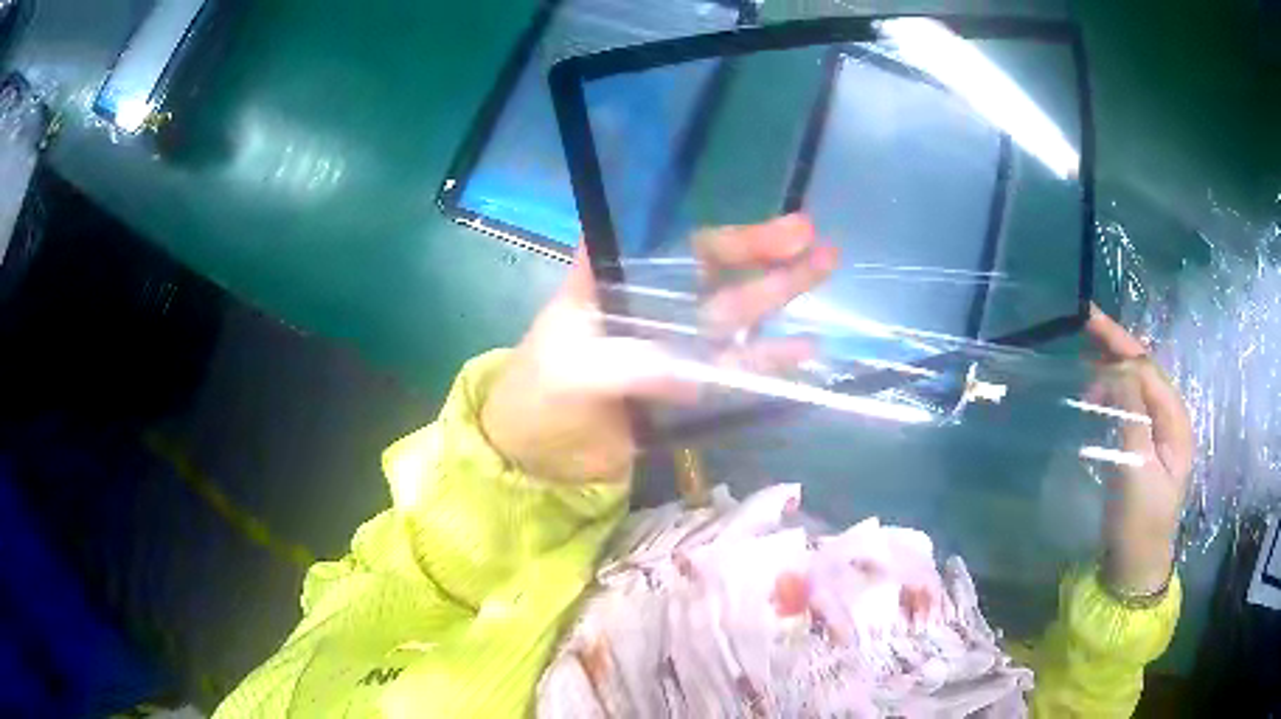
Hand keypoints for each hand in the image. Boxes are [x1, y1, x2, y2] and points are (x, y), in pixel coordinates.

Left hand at [481, 215, 838, 483]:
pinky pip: (733, 367)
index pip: (676, 246)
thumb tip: (694, 370)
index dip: (726, 235)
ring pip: (733, 315)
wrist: (537, 454)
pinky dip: (766, 360)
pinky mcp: (686, 385)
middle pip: (716, 273)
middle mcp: (650, 303)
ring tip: (824, 274)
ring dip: (778, 297)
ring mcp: (673, 344)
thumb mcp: (575, 368)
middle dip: (766, 255)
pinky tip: (803, 350)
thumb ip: (633, 362)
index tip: (772, 226)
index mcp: (617, 281)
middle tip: (817, 242)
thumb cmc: (541, 395)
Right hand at [1086, 306, 1193, 595]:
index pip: (1148, 370)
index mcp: (1175, 420)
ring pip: (1137, 384)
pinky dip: (1113, 388)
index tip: (1088, 328)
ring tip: (1086, 350)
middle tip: (1086, 319)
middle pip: (1144, 369)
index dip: (1121, 346)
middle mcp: (1170, 418)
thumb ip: (1132, 415)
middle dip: (1118, 343)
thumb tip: (1118, 368)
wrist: (1135, 567)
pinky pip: (1130, 405)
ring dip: (1114, 363)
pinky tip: (1097, 386)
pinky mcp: (1143, 447)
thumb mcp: (1137, 469)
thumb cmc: (1140, 522)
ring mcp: (1157, 433)